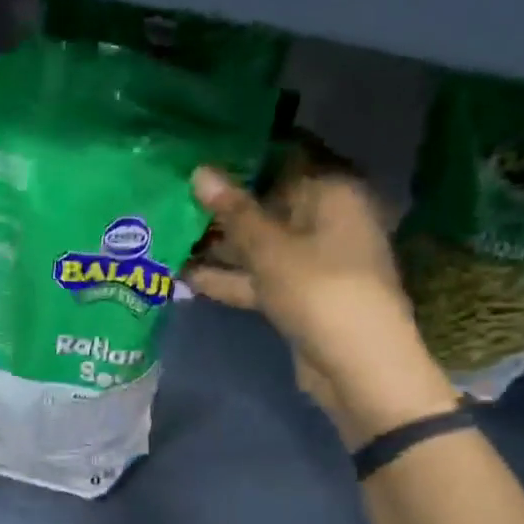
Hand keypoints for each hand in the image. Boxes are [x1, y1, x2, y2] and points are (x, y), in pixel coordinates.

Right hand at [186, 164, 455, 446]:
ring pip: (259, 247)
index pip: (283, 163)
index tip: (198, 158)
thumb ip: (234, 211)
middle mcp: (325, 222)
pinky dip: (229, 278)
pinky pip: (258, 278)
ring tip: (167, 236)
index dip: (241, 162)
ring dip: (219, 247)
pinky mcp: (297, 296)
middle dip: (222, 208)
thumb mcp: (270, 248)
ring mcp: (311, 263)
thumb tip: (200, 172)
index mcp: (332, 196)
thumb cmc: (318, 289)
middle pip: (267, 207)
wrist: (356, 365)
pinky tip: (184, 276)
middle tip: (172, 198)